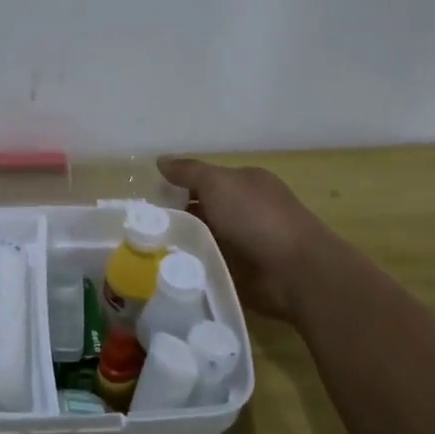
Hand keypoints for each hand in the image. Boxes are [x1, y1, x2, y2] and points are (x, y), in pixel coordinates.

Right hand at [157, 156, 341, 321]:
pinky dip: (193, 265)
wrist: (294, 271)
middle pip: (201, 210)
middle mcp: (246, 210)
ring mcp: (245, 242)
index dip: (177, 186)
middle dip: (174, 217)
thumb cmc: (257, 217)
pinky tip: (168, 269)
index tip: (147, 199)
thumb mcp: (218, 183)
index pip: (205, 180)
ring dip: (182, 243)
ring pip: (203, 238)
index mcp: (246, 183)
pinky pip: (210, 264)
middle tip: (140, 227)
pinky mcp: (242, 272)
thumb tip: (161, 161)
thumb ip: (189, 172)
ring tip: (146, 250)